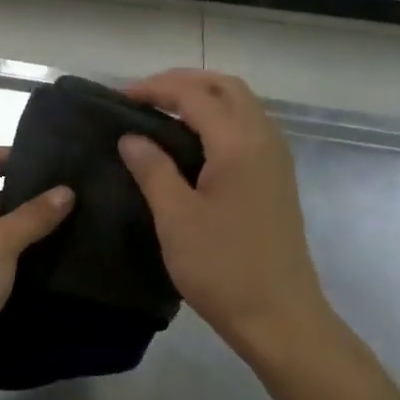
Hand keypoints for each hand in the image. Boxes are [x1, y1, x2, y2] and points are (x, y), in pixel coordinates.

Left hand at [0, 146, 73, 399]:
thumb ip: (32, 216)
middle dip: (36, 194)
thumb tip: (66, 191)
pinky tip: (63, 259)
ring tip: (83, 223)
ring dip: (35, 229)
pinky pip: (5, 262)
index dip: (22, 154)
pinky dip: (28, 259)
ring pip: (5, 231)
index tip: (63, 159)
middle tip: (84, 193)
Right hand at [118, 70, 334, 357]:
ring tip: (162, 114)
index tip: (119, 99)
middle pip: (226, 87)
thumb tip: (131, 137)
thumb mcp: (175, 218)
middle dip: (183, 82)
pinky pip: (248, 128)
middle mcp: (264, 139)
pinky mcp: (277, 178)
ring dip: (203, 98)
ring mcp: (276, 158)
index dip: (155, 89)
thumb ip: (152, 169)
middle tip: (143, 97)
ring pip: (241, 105)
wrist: (279, 316)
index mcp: (239, 143)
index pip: (194, 95)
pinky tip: (192, 143)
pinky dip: (219, 119)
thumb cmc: (222, 268)